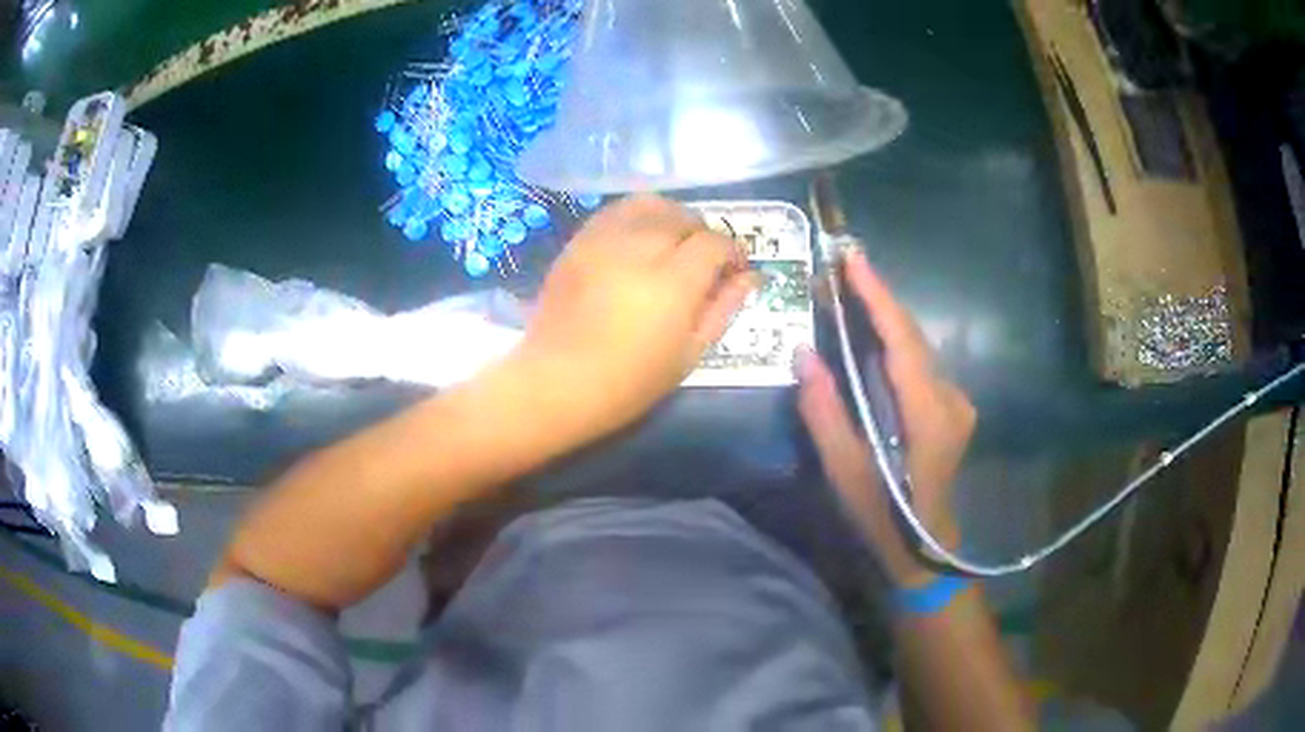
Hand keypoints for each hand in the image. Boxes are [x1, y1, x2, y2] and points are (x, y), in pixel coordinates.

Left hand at [515, 195, 755, 440]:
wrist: (556, 383)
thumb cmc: (629, 383)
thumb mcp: (689, 354)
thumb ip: (723, 308)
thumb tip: (749, 277)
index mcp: (673, 282)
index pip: (714, 243)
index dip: (733, 252)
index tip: (735, 270)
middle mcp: (639, 249)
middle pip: (684, 217)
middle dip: (704, 233)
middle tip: (704, 260)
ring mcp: (603, 241)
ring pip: (649, 204)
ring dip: (671, 217)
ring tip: (673, 242)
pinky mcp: (578, 243)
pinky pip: (615, 212)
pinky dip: (637, 217)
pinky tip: (639, 240)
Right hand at [795, 249, 975, 585]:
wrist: (925, 548)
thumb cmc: (884, 517)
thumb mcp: (845, 472)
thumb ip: (825, 413)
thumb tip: (803, 354)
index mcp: (929, 416)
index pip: (903, 343)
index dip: (879, 298)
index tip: (853, 259)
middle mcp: (951, 399)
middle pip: (913, 337)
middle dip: (879, 298)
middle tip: (841, 266)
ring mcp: (956, 402)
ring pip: (918, 347)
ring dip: (885, 318)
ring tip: (849, 290)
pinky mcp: (951, 408)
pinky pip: (919, 364)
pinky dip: (894, 342)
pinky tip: (870, 332)